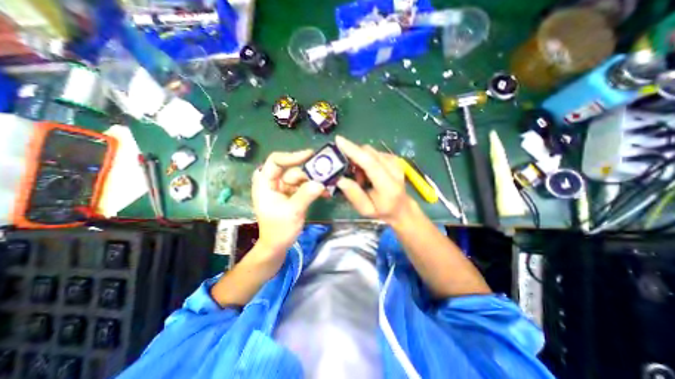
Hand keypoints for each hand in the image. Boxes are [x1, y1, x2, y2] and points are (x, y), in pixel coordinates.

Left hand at [253, 150, 326, 259]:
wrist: (278, 246)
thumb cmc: (278, 230)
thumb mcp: (292, 211)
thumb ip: (306, 195)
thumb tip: (321, 183)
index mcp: (265, 183)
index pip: (275, 161)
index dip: (292, 156)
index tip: (310, 155)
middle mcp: (275, 182)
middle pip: (293, 170)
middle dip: (309, 174)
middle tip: (326, 175)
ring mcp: (285, 189)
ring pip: (301, 178)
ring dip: (315, 182)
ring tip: (328, 187)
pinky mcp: (293, 195)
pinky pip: (305, 187)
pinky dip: (315, 189)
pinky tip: (325, 193)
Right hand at [335, 135, 414, 225]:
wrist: (401, 207)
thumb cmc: (382, 211)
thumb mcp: (365, 210)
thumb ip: (354, 195)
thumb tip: (339, 179)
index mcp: (388, 186)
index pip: (370, 163)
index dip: (354, 151)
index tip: (338, 140)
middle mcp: (394, 170)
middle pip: (369, 152)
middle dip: (353, 157)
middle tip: (348, 173)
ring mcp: (395, 162)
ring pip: (370, 151)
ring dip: (359, 161)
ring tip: (360, 178)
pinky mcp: (393, 158)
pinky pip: (373, 153)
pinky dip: (365, 160)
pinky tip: (367, 173)